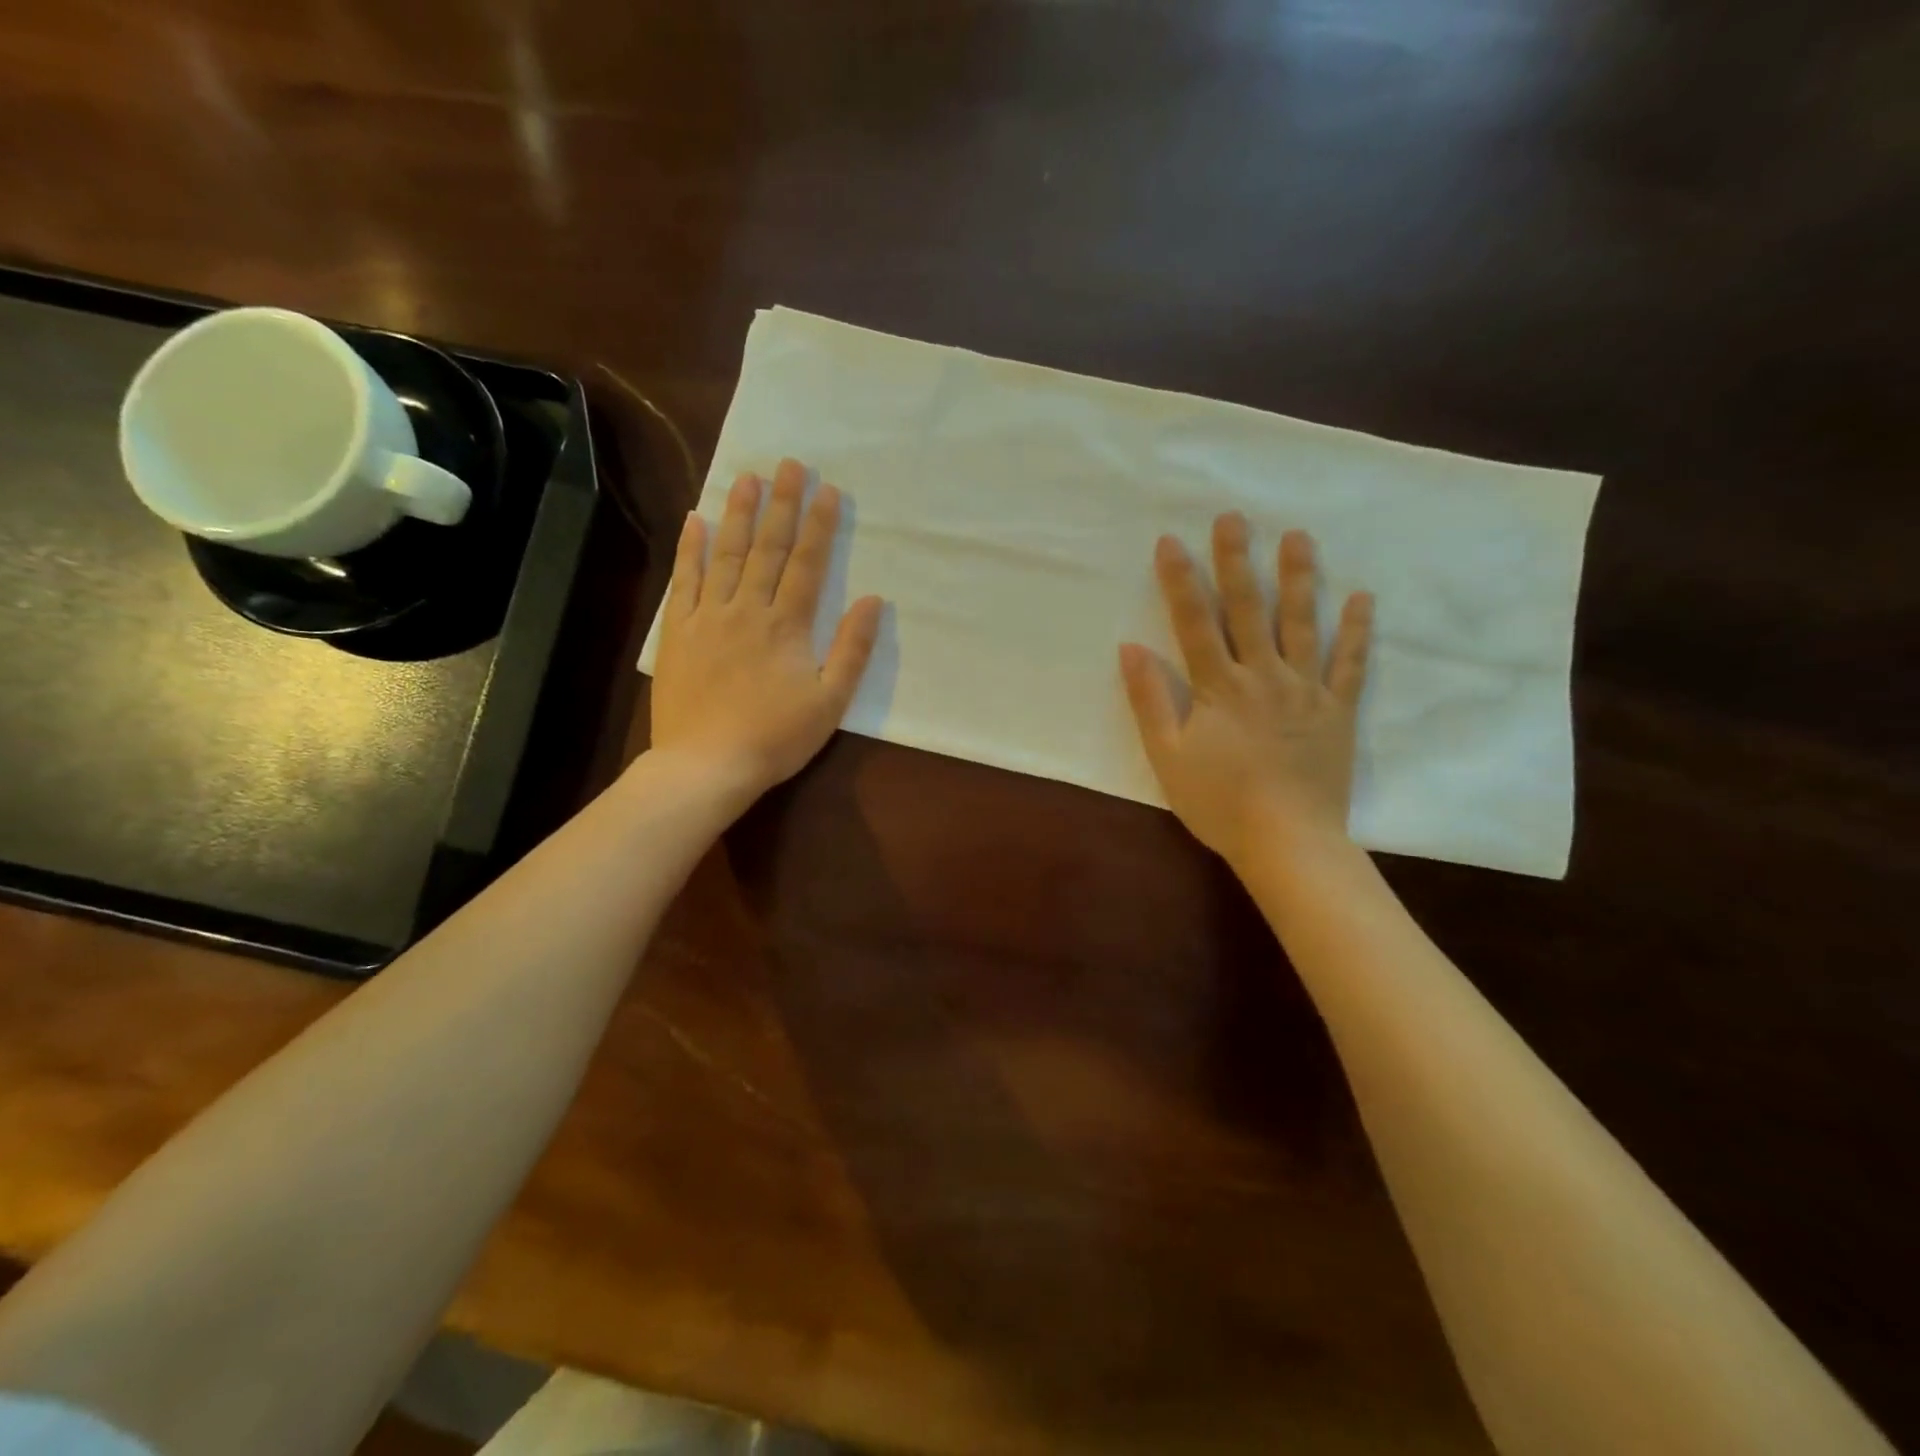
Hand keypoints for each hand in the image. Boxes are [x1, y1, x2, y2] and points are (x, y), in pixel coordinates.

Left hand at [649, 458, 882, 807]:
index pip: (806, 564)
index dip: (818, 526)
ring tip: (745, 477)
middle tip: (788, 464)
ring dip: (737, 514)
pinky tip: (694, 520)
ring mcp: (708, 617)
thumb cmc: (776, 737)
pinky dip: (690, 550)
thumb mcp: (830, 701)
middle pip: (767, 548)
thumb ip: (852, 649)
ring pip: (725, 555)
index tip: (827, 490)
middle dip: (780, 505)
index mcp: (787, 626)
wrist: (707, 764)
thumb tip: (873, 601)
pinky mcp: (678, 632)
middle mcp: (747, 609)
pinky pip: (684, 581)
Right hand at [1120, 514, 1372, 869]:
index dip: (1180, 581)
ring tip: (1298, 537)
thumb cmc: (1219, 802)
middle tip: (1234, 517)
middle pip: (1248, 609)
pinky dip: (1358, 631)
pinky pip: (1351, 664)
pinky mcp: (1338, 710)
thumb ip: (1150, 700)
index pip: (1195, 622)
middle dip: (1237, 561)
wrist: (1288, 841)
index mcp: (1219, 687)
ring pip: (1302, 624)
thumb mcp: (1168, 756)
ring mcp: (1306, 690)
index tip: (1171, 541)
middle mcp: (1264, 675)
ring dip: (1299, 578)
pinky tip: (1362, 598)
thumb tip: (1131, 649)